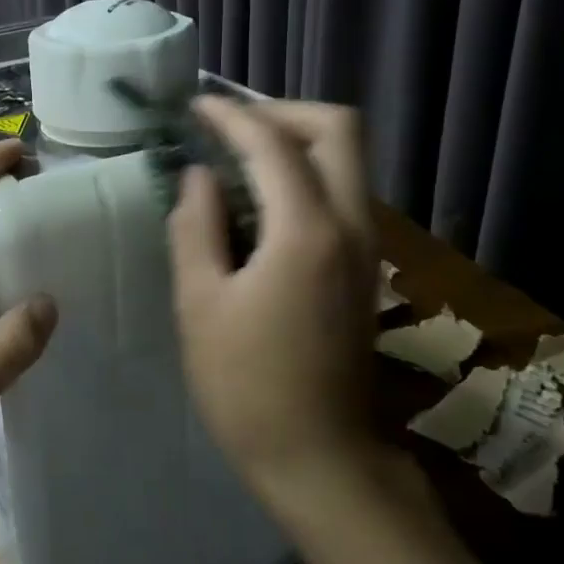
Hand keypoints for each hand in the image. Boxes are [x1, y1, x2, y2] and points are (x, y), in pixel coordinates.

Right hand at [168, 98, 381, 494]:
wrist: (319, 457)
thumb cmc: (245, 385)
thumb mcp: (200, 303)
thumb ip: (196, 227)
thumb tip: (200, 176)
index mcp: (307, 232)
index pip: (274, 143)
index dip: (232, 115)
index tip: (196, 106)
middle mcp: (352, 225)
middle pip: (338, 129)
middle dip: (282, 113)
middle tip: (229, 127)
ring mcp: (367, 246)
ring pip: (346, 159)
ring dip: (295, 142)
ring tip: (236, 157)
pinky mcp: (364, 267)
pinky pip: (341, 192)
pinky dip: (303, 174)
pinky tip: (259, 201)